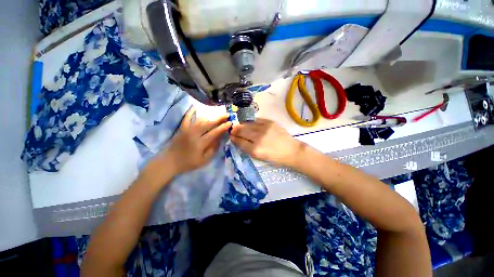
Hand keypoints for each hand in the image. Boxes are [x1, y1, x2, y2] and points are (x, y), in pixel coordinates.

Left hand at [147, 107, 231, 178]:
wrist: (169, 162)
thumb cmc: (188, 163)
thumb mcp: (204, 160)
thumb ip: (213, 149)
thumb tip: (219, 138)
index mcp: (200, 143)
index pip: (214, 132)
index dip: (223, 127)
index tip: (230, 122)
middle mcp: (194, 134)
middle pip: (208, 123)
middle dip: (219, 118)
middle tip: (226, 114)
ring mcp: (187, 130)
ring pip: (200, 120)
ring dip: (210, 116)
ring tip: (218, 114)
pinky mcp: (181, 128)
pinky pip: (186, 118)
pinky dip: (191, 112)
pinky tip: (195, 107)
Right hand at [231, 119, 305, 167]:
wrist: (291, 151)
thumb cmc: (275, 157)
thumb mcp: (259, 157)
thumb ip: (247, 148)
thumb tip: (238, 140)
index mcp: (255, 150)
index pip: (239, 141)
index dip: (234, 138)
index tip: (231, 136)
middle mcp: (258, 138)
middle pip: (242, 131)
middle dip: (235, 130)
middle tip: (233, 130)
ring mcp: (264, 128)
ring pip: (248, 124)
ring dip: (242, 125)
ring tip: (240, 126)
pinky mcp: (270, 122)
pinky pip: (256, 120)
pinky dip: (251, 121)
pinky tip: (250, 123)